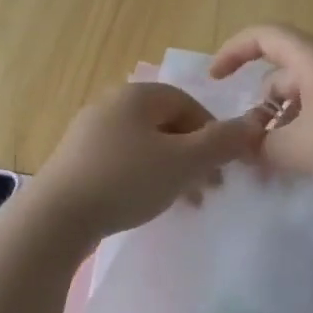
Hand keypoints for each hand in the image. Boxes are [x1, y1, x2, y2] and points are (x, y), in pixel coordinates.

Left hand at [31, 82, 265, 240]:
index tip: (224, 165)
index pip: (188, 103)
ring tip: (184, 202)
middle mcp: (111, 105)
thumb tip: (255, 125)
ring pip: (145, 146)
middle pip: (167, 125)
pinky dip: (143, 177)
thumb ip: (223, 143)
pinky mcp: (76, 161)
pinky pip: (122, 161)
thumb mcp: (185, 162)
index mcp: (137, 95)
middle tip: (209, 189)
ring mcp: (89, 133)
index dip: (213, 132)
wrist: (57, 217)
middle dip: (194, 155)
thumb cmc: (127, 180)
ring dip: (172, 170)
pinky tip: (147, 203)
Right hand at [207, 24, 312, 198]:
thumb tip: (245, 147)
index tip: (215, 79)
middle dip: (261, 107)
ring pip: (305, 98)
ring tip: (275, 163)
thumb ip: (260, 146)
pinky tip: (305, 164)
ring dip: (283, 125)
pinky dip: (307, 131)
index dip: (234, 51)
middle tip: (250, 143)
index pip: (265, 37)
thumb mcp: (295, 148)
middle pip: (284, 74)